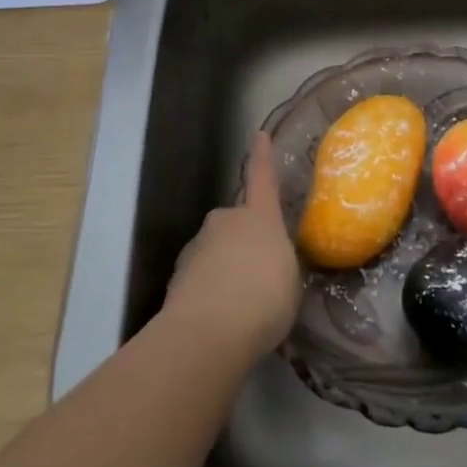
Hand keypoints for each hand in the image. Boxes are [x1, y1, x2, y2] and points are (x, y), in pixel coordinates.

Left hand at [165, 132, 302, 360]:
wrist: (208, 332)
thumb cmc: (264, 299)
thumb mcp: (289, 281)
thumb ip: (279, 264)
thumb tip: (267, 265)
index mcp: (259, 217)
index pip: (262, 179)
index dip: (262, 157)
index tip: (258, 134)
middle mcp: (225, 222)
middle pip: (236, 224)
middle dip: (244, 242)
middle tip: (259, 275)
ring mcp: (197, 247)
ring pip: (216, 251)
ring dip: (226, 269)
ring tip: (240, 306)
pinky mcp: (177, 277)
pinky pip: (200, 278)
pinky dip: (209, 293)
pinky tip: (219, 321)